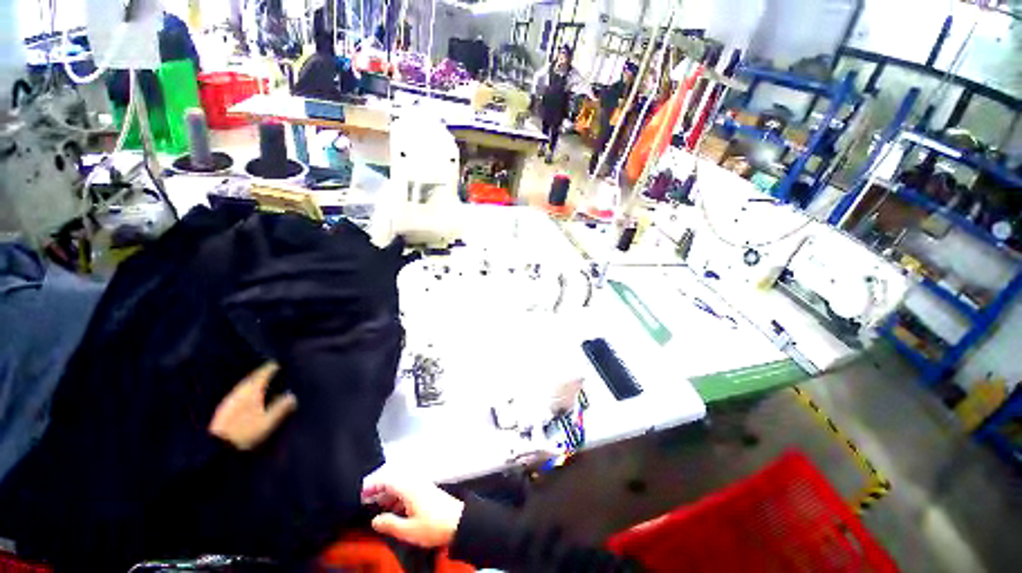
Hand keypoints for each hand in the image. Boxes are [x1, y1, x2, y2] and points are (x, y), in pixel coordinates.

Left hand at [209, 362, 296, 449]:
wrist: (217, 445)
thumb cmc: (246, 430)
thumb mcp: (269, 420)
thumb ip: (281, 407)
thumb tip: (292, 397)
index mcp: (252, 390)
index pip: (263, 373)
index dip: (271, 368)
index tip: (278, 364)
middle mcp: (240, 390)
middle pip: (252, 377)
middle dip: (262, 373)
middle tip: (271, 370)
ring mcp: (231, 398)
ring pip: (245, 385)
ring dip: (254, 382)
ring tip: (262, 383)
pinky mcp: (225, 407)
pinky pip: (239, 392)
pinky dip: (247, 391)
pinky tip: (250, 397)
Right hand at [362, 481, 464, 547]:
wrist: (458, 522)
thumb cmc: (434, 525)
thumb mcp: (408, 530)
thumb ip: (389, 524)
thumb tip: (376, 520)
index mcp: (409, 488)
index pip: (388, 480)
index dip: (373, 485)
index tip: (362, 493)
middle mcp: (416, 483)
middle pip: (394, 480)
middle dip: (380, 489)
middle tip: (368, 500)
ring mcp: (423, 486)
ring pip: (401, 485)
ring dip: (389, 493)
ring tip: (379, 506)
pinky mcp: (428, 491)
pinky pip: (409, 489)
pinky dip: (399, 496)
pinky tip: (395, 509)